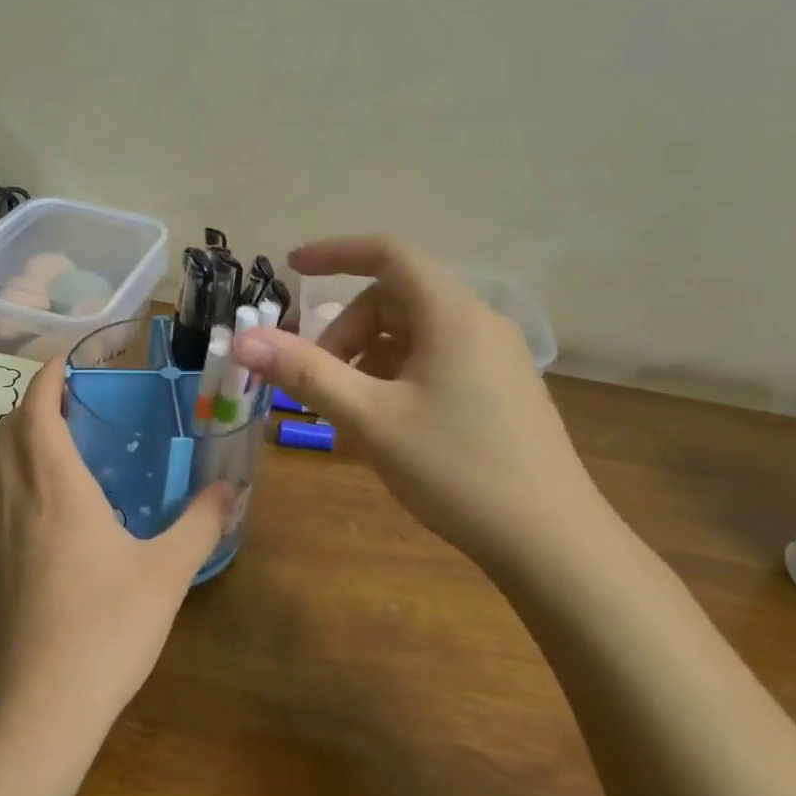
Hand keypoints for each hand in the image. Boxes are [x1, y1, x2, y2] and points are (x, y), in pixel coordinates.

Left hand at [0, 357, 233, 730]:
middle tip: (66, 398)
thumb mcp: (167, 572)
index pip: (36, 412)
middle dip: (29, 403)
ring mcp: (0, 537)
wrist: (41, 706)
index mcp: (57, 488)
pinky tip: (49, 504)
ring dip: (18, 439)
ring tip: (56, 440)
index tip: (65, 361)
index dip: (45, 379)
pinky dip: (16, 476)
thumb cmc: (107, 627)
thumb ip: (201, 524)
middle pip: (6, 432)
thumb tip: (233, 487)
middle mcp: (19, 501)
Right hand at [233, 236, 604, 570]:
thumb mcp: (370, 420)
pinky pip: (436, 361)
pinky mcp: (500, 389)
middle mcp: (479, 322)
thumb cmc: (456, 469)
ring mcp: (495, 357)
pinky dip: (397, 378)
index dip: (335, 253)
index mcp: (452, 314)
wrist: (551, 542)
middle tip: (317, 382)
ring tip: (348, 413)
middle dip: (346, 330)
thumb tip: (244, 340)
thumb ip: (305, 373)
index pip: (387, 253)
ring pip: (413, 334)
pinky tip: (384, 426)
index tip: (291, 267)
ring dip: (368, 359)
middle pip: (395, 298)